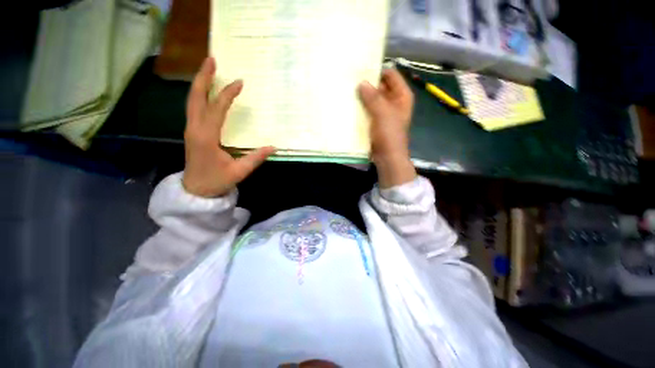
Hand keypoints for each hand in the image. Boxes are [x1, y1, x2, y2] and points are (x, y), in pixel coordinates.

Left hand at [183, 58, 275, 197]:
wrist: (196, 190)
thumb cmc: (217, 181)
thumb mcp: (239, 171)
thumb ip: (256, 157)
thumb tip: (273, 147)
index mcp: (207, 137)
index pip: (217, 109)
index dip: (228, 94)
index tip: (239, 82)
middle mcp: (195, 129)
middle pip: (196, 97)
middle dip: (204, 77)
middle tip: (212, 59)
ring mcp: (191, 129)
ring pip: (192, 101)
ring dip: (200, 83)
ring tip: (208, 69)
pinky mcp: (192, 132)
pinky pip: (194, 108)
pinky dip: (199, 95)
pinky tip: (206, 91)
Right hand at [358, 68, 416, 188]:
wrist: (387, 157)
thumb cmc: (390, 135)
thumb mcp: (383, 113)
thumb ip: (373, 97)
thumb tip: (361, 83)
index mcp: (401, 95)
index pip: (390, 74)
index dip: (377, 69)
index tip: (361, 67)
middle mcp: (393, 101)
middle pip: (380, 86)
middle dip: (367, 83)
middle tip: (349, 78)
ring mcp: (383, 112)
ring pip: (372, 99)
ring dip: (362, 96)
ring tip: (346, 89)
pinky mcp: (375, 121)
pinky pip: (367, 110)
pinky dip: (360, 107)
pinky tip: (349, 104)